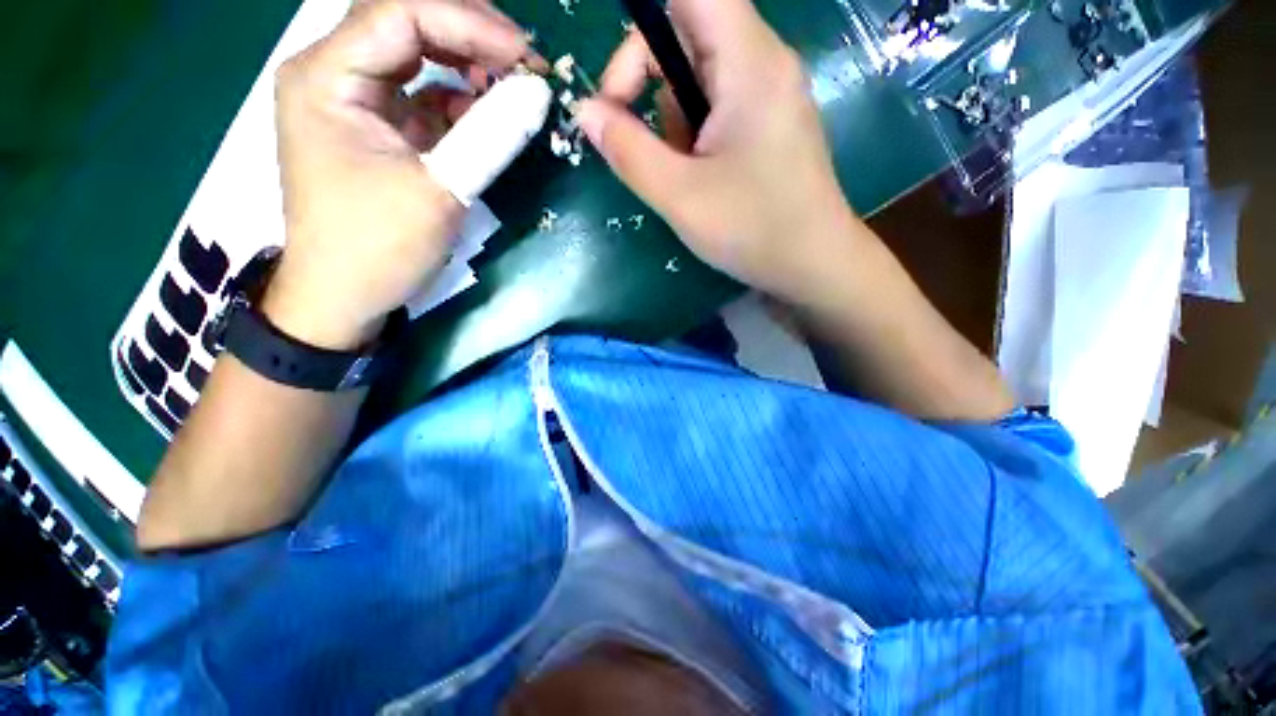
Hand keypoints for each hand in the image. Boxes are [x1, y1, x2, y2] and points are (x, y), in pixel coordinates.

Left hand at [268, 0, 532, 348]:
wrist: (343, 297)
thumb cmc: (377, 248)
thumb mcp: (439, 191)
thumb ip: (489, 136)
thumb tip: (537, 93)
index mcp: (327, 76)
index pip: (401, 13)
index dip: (469, 23)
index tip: (525, 56)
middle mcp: (333, 75)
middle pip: (405, 23)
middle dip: (469, 34)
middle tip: (523, 62)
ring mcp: (354, 103)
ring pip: (415, 57)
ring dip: (466, 65)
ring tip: (510, 87)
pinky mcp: (376, 131)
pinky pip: (421, 97)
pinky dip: (458, 101)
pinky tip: (485, 117)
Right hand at [576, 0, 860, 301]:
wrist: (814, 264)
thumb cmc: (752, 230)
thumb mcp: (679, 196)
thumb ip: (628, 150)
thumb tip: (586, 112)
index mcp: (749, 62)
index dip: (644, 24)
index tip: (619, 85)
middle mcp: (765, 62)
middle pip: (689, 30)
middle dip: (649, 81)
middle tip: (636, 139)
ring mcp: (770, 93)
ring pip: (700, 75)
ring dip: (674, 118)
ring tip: (682, 173)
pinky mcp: (769, 122)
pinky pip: (718, 104)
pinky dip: (695, 133)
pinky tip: (701, 175)